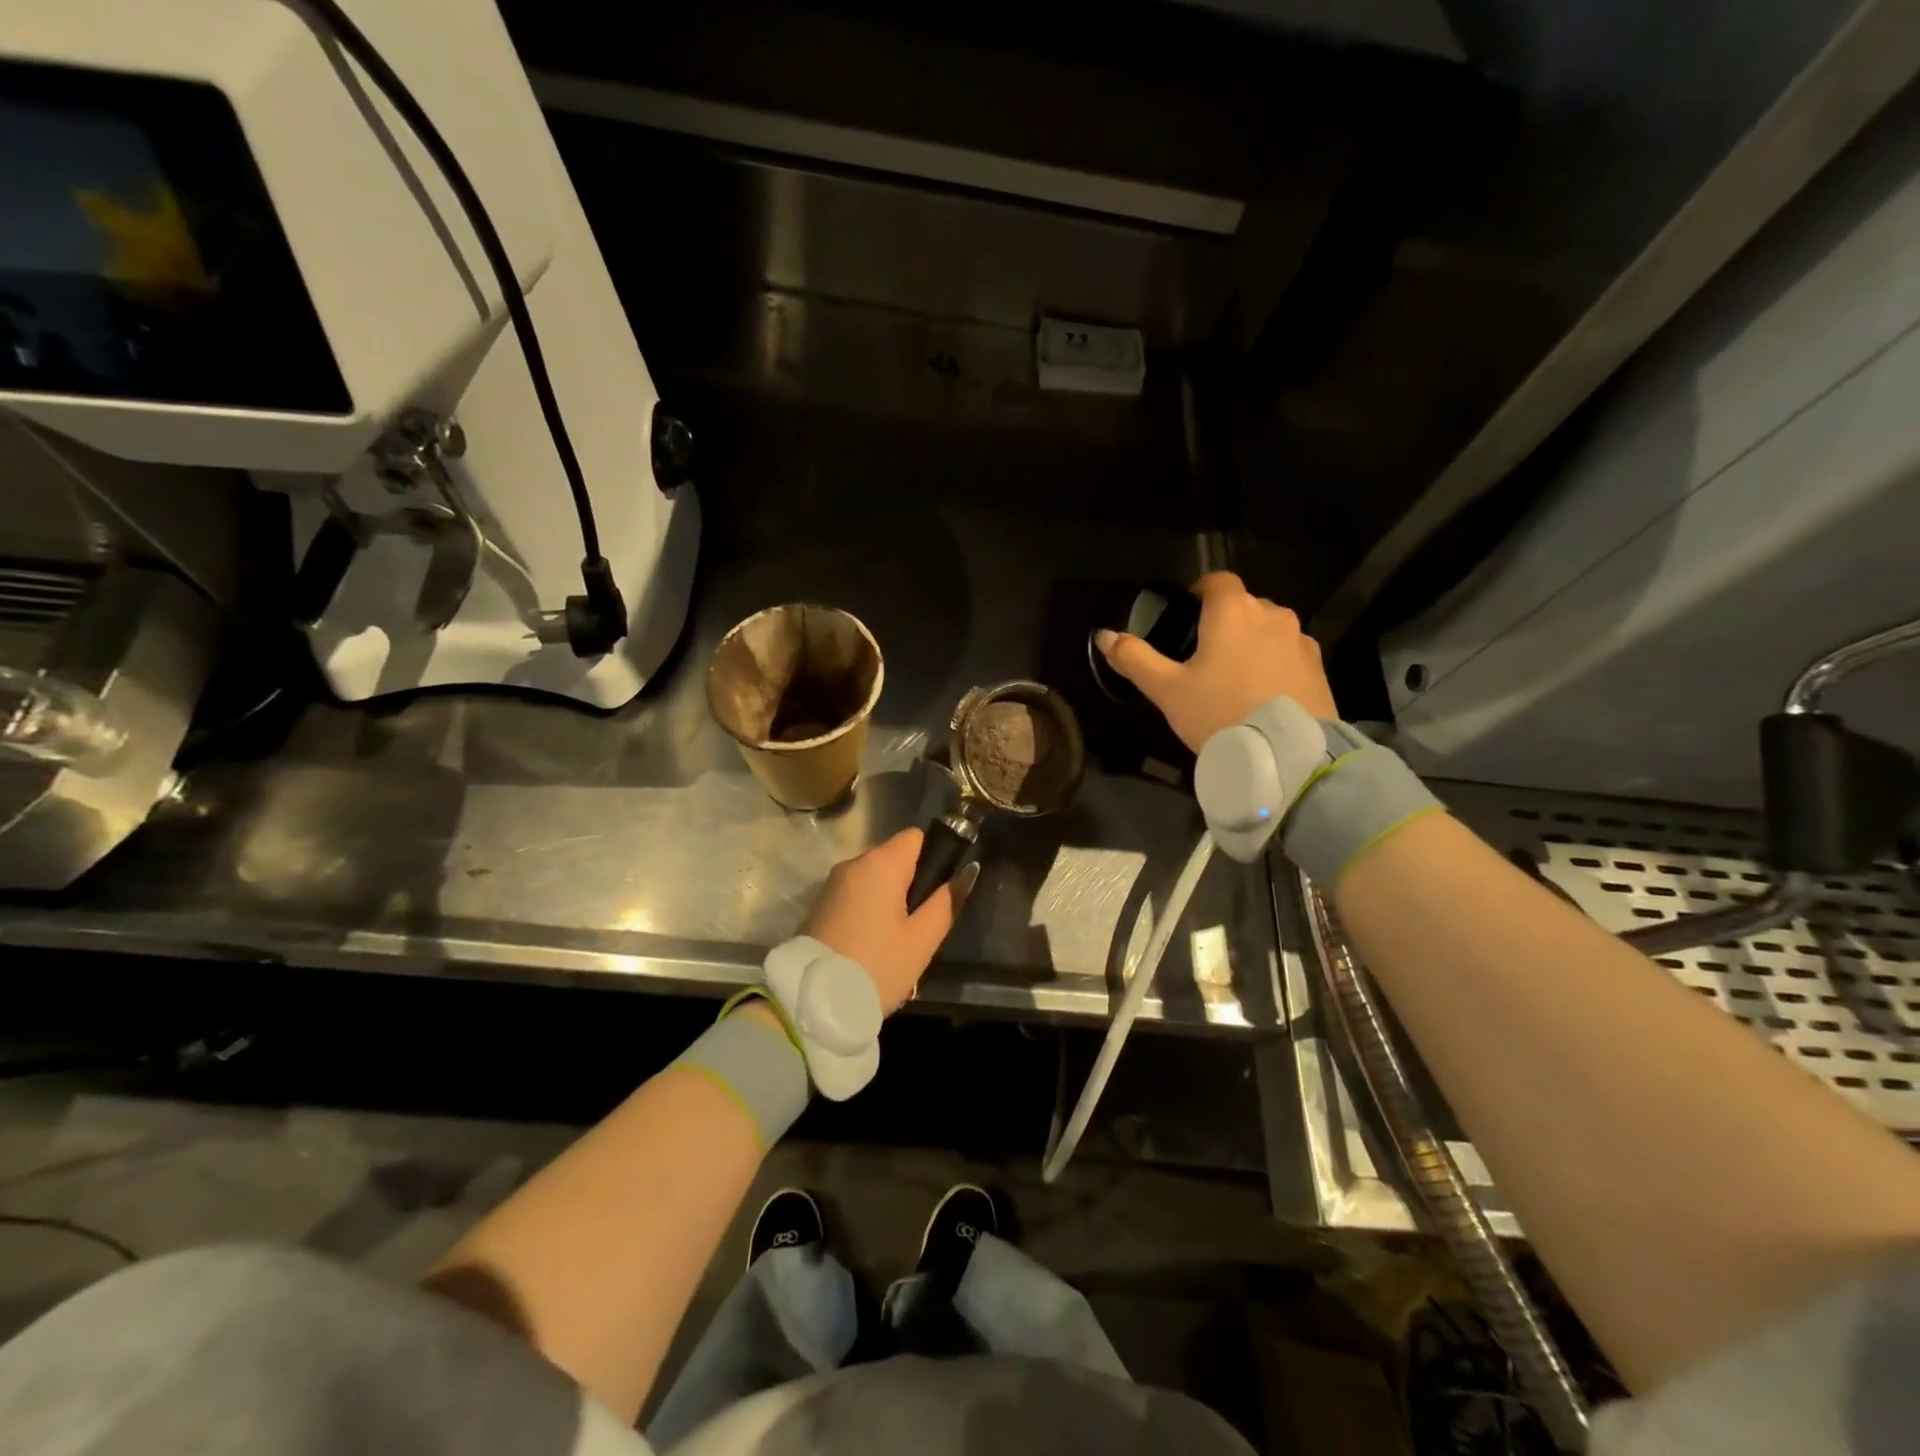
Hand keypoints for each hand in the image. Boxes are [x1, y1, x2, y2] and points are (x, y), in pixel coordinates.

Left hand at [803, 829, 969, 1012]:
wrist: (813, 1002)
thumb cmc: (877, 966)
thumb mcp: (922, 940)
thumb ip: (947, 902)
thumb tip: (967, 871)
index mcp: (881, 863)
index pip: (916, 837)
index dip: (932, 858)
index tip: (936, 893)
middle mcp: (853, 863)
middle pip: (893, 858)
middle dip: (910, 884)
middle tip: (918, 927)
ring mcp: (832, 884)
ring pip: (873, 879)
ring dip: (887, 900)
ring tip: (894, 942)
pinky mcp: (819, 905)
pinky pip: (854, 896)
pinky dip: (867, 911)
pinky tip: (870, 945)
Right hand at [1095, 571, 1336, 751]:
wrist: (1286, 754)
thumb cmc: (1219, 713)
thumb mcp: (1167, 690)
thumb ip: (1135, 659)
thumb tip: (1104, 636)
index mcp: (1233, 611)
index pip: (1217, 581)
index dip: (1200, 592)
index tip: (1186, 615)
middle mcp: (1272, 614)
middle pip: (1244, 605)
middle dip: (1225, 622)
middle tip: (1204, 657)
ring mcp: (1300, 641)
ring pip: (1269, 630)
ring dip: (1252, 643)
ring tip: (1235, 679)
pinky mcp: (1318, 668)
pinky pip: (1289, 654)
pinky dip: (1274, 664)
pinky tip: (1262, 695)